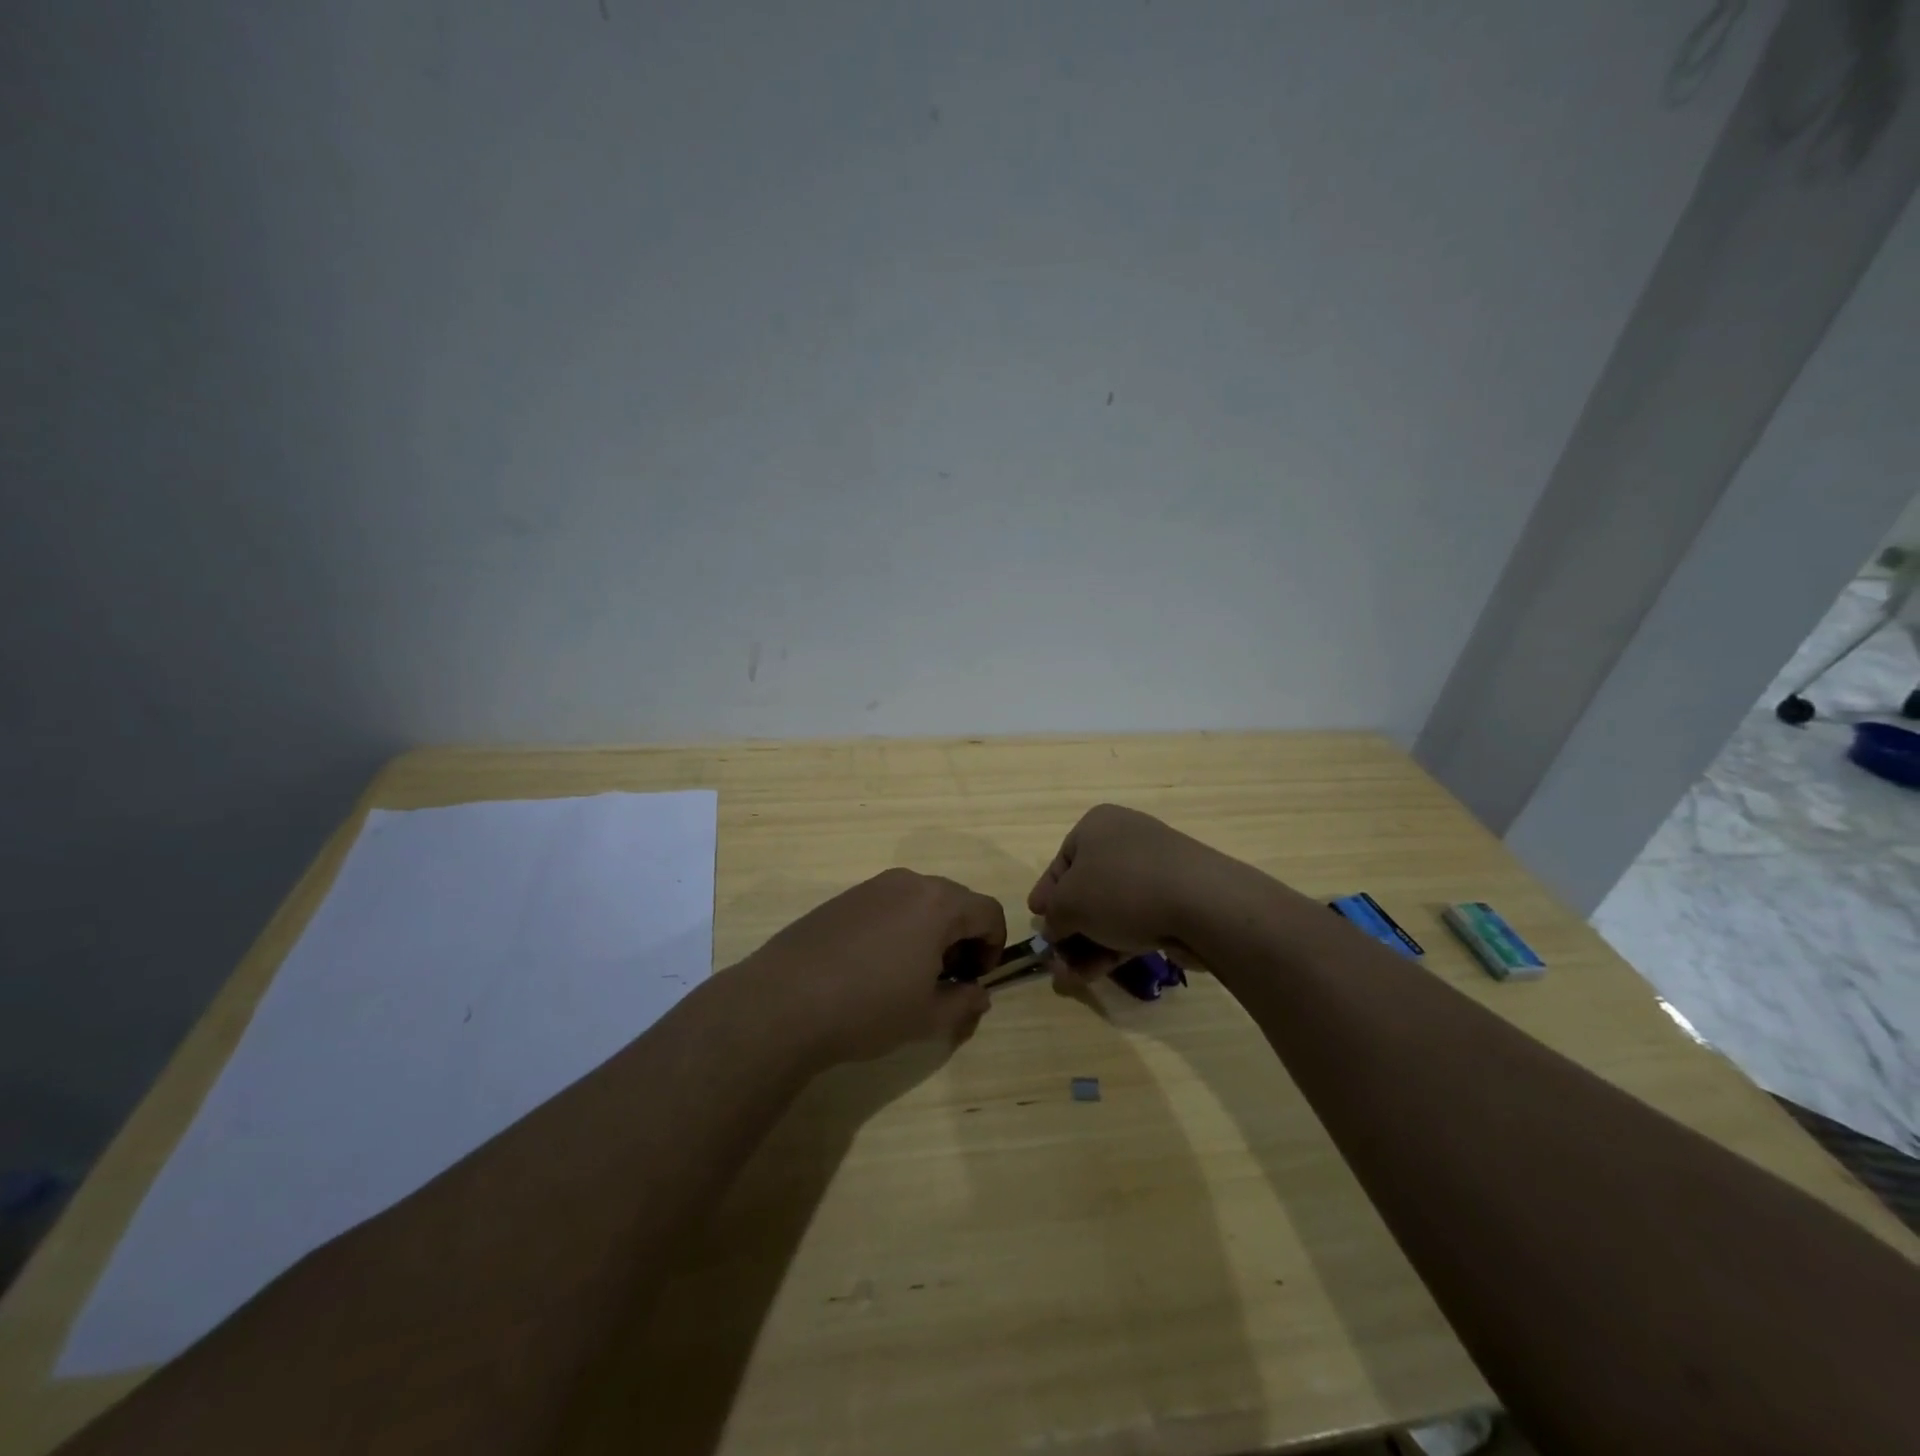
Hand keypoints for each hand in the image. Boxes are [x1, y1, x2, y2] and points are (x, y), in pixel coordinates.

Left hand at [746, 869, 1006, 1063]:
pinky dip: (898, 928)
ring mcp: (872, 887)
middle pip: (956, 902)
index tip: (976, 979)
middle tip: (947, 980)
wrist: (784, 1001)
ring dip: (930, 932)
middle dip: (962, 938)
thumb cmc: (869, 1007)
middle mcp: (909, 883)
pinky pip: (888, 906)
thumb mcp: (928, 1017)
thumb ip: (965, 1003)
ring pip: (920, 902)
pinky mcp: (843, 898)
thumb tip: (978, 994)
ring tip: (910, 975)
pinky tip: (874, 967)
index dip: (994, 946)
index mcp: (938, 903)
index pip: (989, 912)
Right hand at [1027, 805, 1223, 982]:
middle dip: (1068, 928)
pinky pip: (1136, 922)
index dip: (1046, 893)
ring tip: (1072, 978)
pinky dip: (1115, 946)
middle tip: (1055, 957)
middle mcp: (1126, 840)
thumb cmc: (1122, 889)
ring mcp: (1156, 871)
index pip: (1062, 860)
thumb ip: (1054, 916)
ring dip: (1088, 945)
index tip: (1036, 919)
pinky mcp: (1177, 900)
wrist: (1202, 903)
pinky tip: (1098, 974)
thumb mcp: (1069, 903)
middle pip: (1087, 889)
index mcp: (1098, 825)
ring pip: (1111, 910)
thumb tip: (1054, 928)